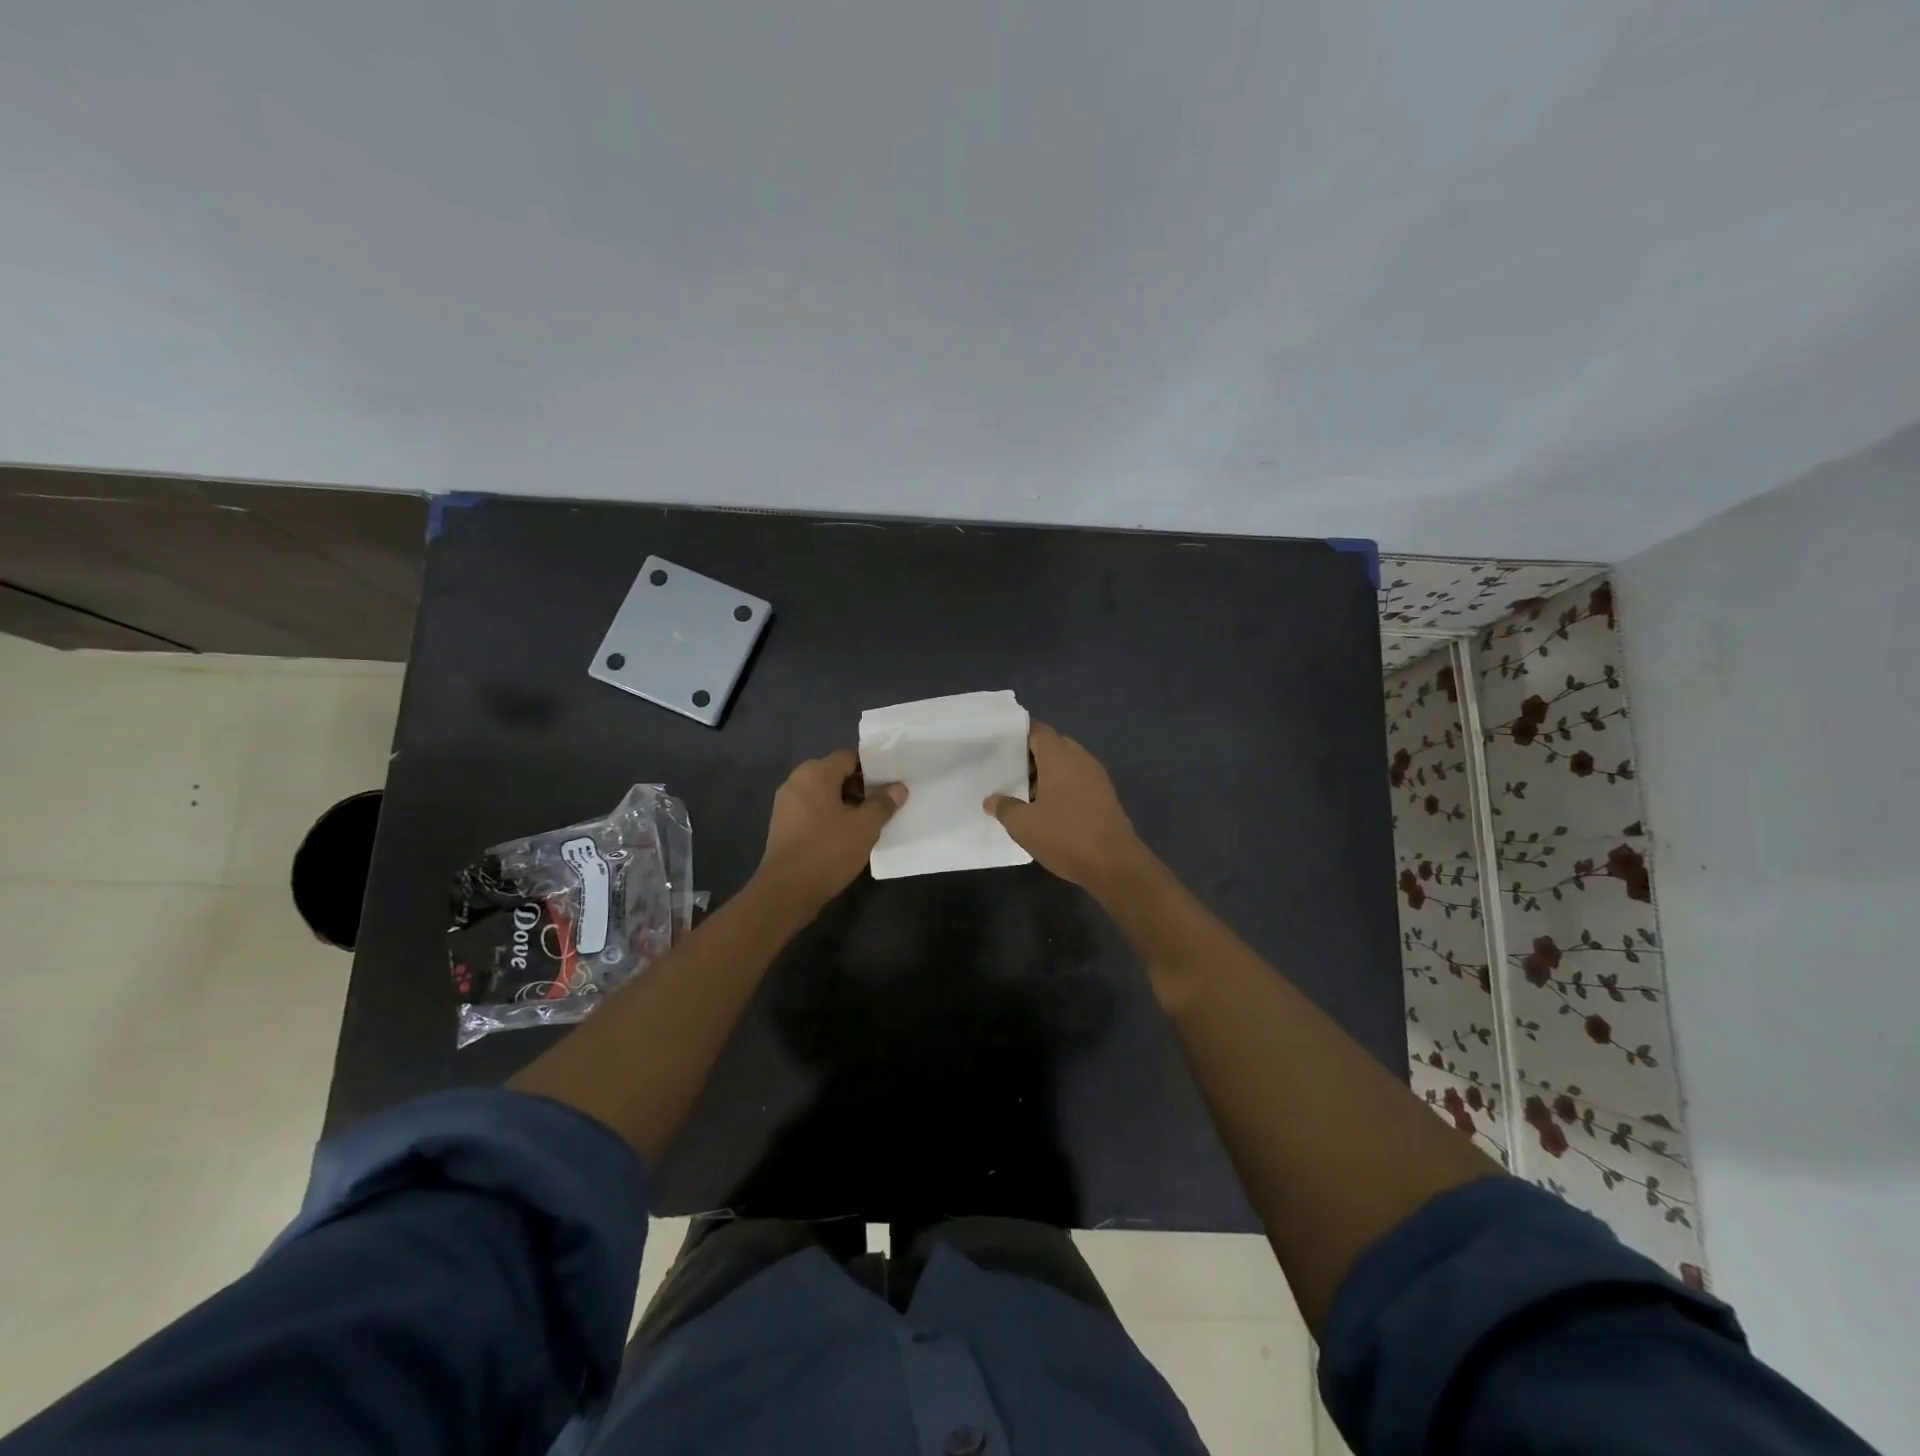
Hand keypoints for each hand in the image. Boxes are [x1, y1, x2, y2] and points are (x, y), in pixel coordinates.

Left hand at [756, 749, 905, 910]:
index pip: (849, 757)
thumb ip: (883, 803)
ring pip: (824, 794)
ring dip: (847, 803)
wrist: (786, 892)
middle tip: (885, 803)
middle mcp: (796, 781)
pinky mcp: (783, 825)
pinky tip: (847, 834)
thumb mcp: (864, 827)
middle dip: (862, 786)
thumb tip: (898, 787)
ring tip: (870, 821)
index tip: (892, 783)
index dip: (874, 768)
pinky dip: (831, 816)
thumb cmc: (827, 851)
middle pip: (836, 774)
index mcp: (814, 773)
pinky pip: (813, 810)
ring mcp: (786, 804)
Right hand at [985, 724, 1156, 898]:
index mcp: (1060, 757)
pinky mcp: (1105, 797)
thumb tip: (991, 800)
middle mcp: (1081, 760)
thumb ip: (1004, 808)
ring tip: (1023, 794)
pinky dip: (1061, 788)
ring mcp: (1097, 778)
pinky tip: (1047, 810)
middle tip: (1007, 772)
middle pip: (1053, 746)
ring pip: (1066, 765)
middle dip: (1030, 757)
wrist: (1114, 864)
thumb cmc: (1065, 836)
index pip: (1038, 731)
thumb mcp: (1024, 825)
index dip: (1018, 734)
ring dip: (1046, 775)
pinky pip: (1077, 781)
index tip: (999, 745)